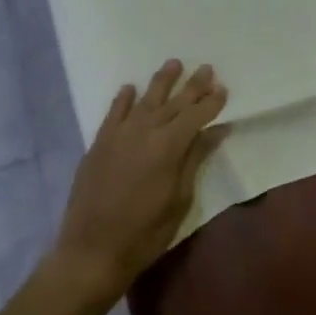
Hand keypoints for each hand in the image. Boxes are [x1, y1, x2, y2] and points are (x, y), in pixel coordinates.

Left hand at [49, 60, 227, 309]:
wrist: (92, 250)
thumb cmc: (145, 233)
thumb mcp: (180, 200)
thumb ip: (194, 159)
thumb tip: (215, 131)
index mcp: (168, 147)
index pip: (195, 116)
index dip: (211, 102)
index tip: (223, 89)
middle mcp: (144, 132)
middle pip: (173, 102)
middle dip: (192, 86)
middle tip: (206, 68)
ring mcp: (118, 135)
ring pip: (144, 100)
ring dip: (161, 82)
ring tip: (173, 63)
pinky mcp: (99, 144)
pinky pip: (113, 113)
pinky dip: (123, 99)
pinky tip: (130, 88)